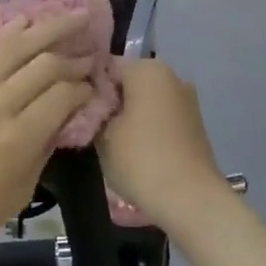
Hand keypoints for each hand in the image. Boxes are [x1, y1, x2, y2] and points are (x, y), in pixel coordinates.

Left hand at [0, 11, 94, 265]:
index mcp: (17, 138)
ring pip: (18, 44)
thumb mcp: (19, 192)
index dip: (85, 87)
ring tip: (76, 16)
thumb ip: (44, 149)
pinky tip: (29, 21)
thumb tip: (64, 118)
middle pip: (45, 63)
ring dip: (50, 27)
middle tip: (94, 51)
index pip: (64, 94)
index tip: (95, 86)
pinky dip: (13, 32)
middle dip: (75, 55)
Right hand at [97, 58, 230, 234]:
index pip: (105, 66)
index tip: (72, 107)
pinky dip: (144, 127)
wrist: (190, 199)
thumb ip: (93, 111)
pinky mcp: (193, 124)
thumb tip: (90, 105)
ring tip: (106, 142)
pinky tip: (131, 150)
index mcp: (148, 69)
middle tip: (87, 126)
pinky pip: (159, 117)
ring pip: (144, 100)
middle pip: (128, 82)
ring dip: (126, 116)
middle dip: (108, 101)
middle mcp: (171, 76)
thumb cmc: (140, 159)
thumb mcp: (102, 135)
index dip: (85, 85)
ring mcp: (186, 100)